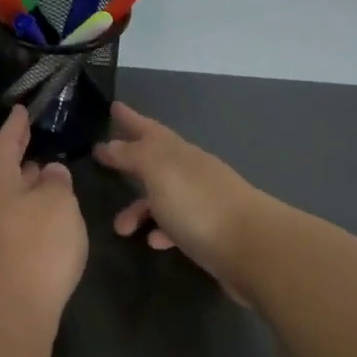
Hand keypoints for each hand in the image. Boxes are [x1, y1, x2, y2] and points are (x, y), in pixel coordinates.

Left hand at [0, 108, 87, 324]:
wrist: (11, 311)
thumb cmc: (37, 246)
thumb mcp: (58, 204)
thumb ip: (55, 182)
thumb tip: (48, 172)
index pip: (4, 143)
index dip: (16, 126)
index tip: (22, 110)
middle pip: (0, 171)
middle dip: (18, 158)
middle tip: (34, 142)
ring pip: (3, 198)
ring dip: (22, 187)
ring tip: (43, 177)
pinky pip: (7, 221)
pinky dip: (23, 211)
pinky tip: (41, 217)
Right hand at [93, 103, 269, 301]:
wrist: (252, 248)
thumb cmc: (199, 204)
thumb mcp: (160, 171)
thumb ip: (134, 155)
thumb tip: (111, 143)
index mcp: (179, 153)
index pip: (150, 130)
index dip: (131, 119)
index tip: (114, 108)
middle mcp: (191, 172)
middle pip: (155, 160)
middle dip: (130, 160)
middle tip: (104, 160)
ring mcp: (202, 202)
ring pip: (162, 198)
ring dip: (139, 208)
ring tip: (120, 228)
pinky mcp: (209, 233)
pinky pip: (176, 226)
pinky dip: (162, 231)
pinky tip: (154, 242)